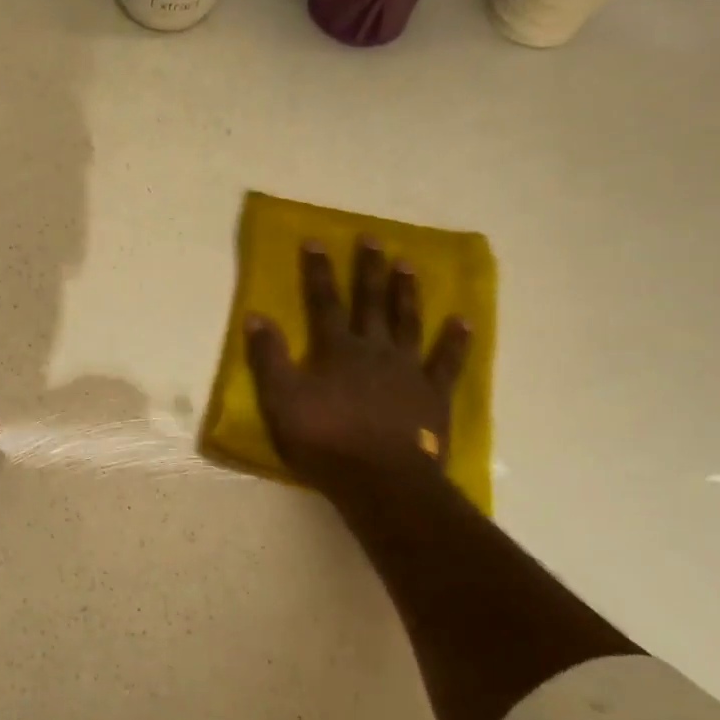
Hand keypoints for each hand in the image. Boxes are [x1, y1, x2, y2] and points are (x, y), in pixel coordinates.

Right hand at [244, 238, 470, 505]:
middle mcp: (374, 349)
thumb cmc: (324, 441)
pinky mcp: (433, 394)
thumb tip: (256, 316)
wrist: (381, 481)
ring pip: (407, 322)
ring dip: (406, 293)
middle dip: (369, 269)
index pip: (324, 301)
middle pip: (371, 302)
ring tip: (408, 264)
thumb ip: (269, 358)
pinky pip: (447, 361)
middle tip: (374, 238)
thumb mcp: (281, 400)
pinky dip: (455, 340)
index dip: (319, 271)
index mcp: (336, 350)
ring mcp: (408, 370)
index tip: (317, 240)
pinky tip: (463, 320)